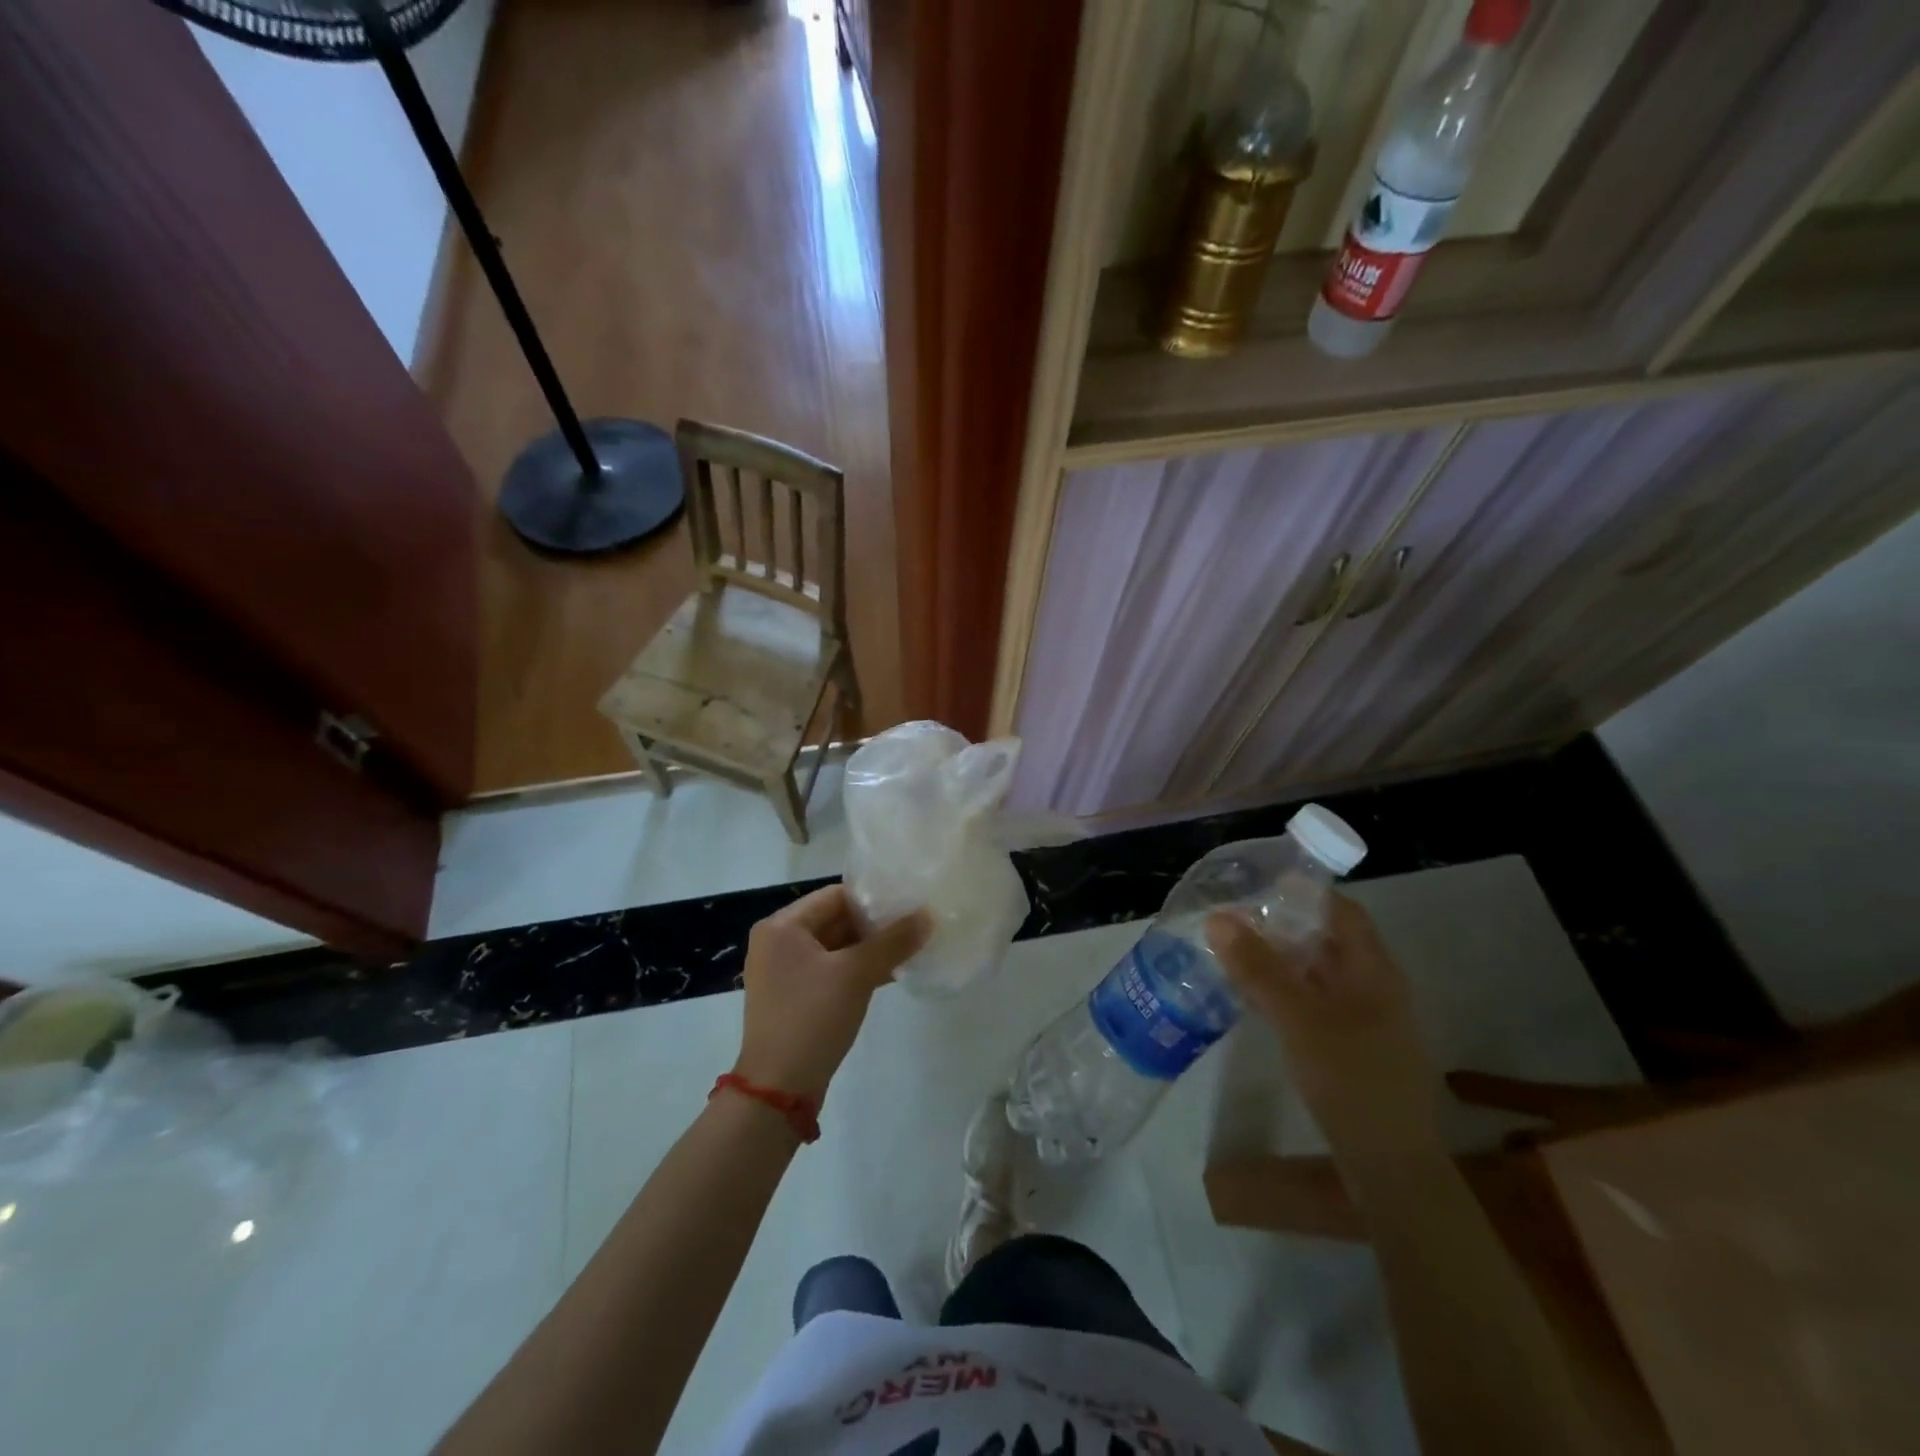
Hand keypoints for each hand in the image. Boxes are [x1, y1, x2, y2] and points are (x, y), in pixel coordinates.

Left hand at [733, 884, 930, 1103]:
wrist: (778, 1089)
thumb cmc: (812, 1018)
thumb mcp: (856, 975)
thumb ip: (893, 942)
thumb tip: (929, 915)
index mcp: (782, 926)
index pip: (834, 895)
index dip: (872, 898)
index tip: (908, 903)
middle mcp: (778, 942)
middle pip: (834, 920)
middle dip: (874, 925)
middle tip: (915, 925)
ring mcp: (785, 972)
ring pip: (835, 947)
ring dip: (869, 949)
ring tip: (911, 947)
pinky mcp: (795, 998)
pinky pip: (831, 971)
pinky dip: (857, 970)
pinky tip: (892, 974)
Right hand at [1207, 894, 1442, 1164]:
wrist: (1390, 1166)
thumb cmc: (1351, 1080)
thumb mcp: (1299, 1019)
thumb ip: (1259, 969)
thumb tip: (1218, 918)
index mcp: (1374, 971)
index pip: (1343, 912)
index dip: (1305, 892)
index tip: (1260, 883)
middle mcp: (1374, 988)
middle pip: (1327, 940)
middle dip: (1283, 925)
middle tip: (1233, 917)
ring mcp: (1364, 1020)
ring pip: (1318, 974)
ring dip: (1280, 959)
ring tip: (1233, 950)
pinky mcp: (1349, 1047)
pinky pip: (1313, 1003)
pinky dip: (1284, 991)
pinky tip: (1253, 996)